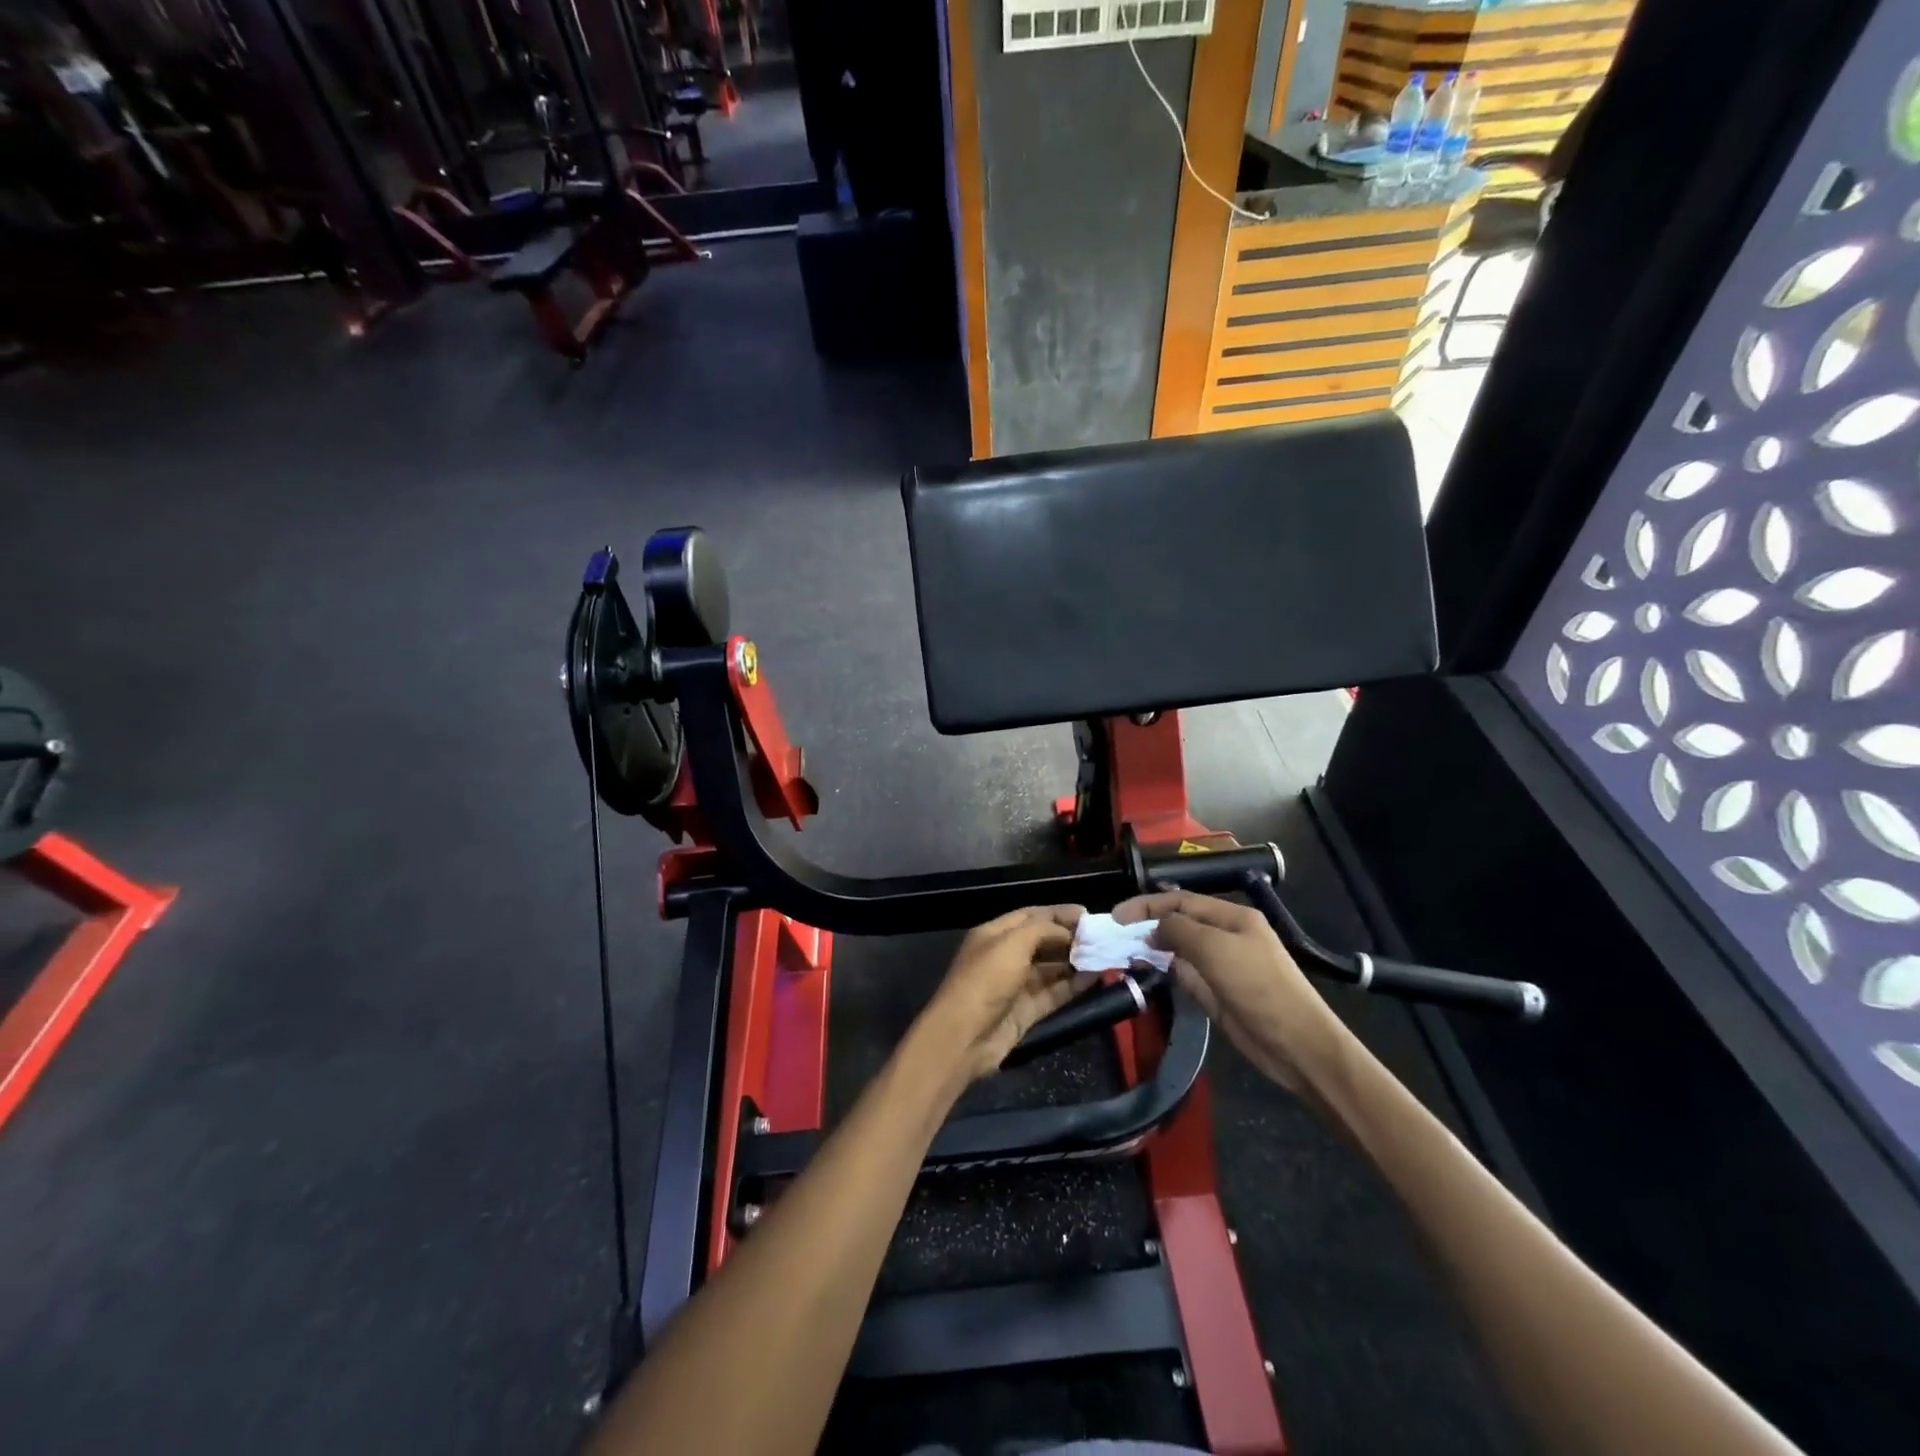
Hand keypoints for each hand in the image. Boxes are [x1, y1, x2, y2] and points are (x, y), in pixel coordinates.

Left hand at [917, 906, 1085, 1085]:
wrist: (964, 1036)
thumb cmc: (986, 980)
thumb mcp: (1012, 944)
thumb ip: (1042, 930)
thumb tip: (1068, 932)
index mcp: (994, 934)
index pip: (1030, 915)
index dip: (1058, 913)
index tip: (1087, 914)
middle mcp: (1005, 956)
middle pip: (1042, 941)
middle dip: (1070, 937)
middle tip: (1101, 937)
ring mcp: (1016, 985)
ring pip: (1051, 968)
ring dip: (1075, 961)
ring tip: (1104, 956)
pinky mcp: (1027, 1011)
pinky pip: (1054, 993)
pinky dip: (1074, 985)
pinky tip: (1096, 978)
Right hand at [1114, 890, 1354, 1096]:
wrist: (1297, 1044)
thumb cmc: (1258, 986)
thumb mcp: (1215, 948)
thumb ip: (1179, 930)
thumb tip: (1154, 928)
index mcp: (1232, 917)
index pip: (1181, 900)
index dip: (1147, 905)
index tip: (1116, 916)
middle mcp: (1226, 936)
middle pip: (1179, 922)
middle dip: (1148, 924)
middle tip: (1116, 935)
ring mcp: (1222, 965)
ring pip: (1179, 949)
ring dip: (1154, 947)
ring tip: (1123, 951)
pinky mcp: (1217, 993)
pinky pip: (1185, 974)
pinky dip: (1165, 970)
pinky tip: (1146, 970)